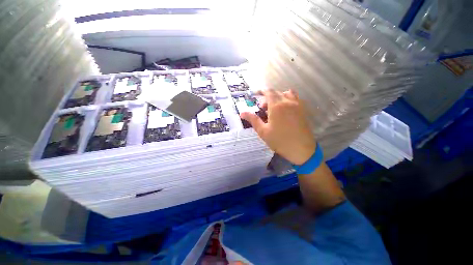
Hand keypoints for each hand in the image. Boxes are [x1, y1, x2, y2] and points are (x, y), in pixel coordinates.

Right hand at [240, 89, 315, 164]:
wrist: (301, 149)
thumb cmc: (279, 141)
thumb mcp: (263, 131)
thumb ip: (253, 119)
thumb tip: (242, 113)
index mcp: (276, 106)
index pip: (268, 92)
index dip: (261, 91)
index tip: (256, 94)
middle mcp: (287, 102)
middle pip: (276, 93)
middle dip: (267, 98)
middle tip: (263, 109)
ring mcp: (297, 105)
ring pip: (286, 94)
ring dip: (278, 97)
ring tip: (274, 108)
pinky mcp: (303, 110)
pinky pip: (295, 99)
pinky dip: (287, 99)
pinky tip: (284, 110)